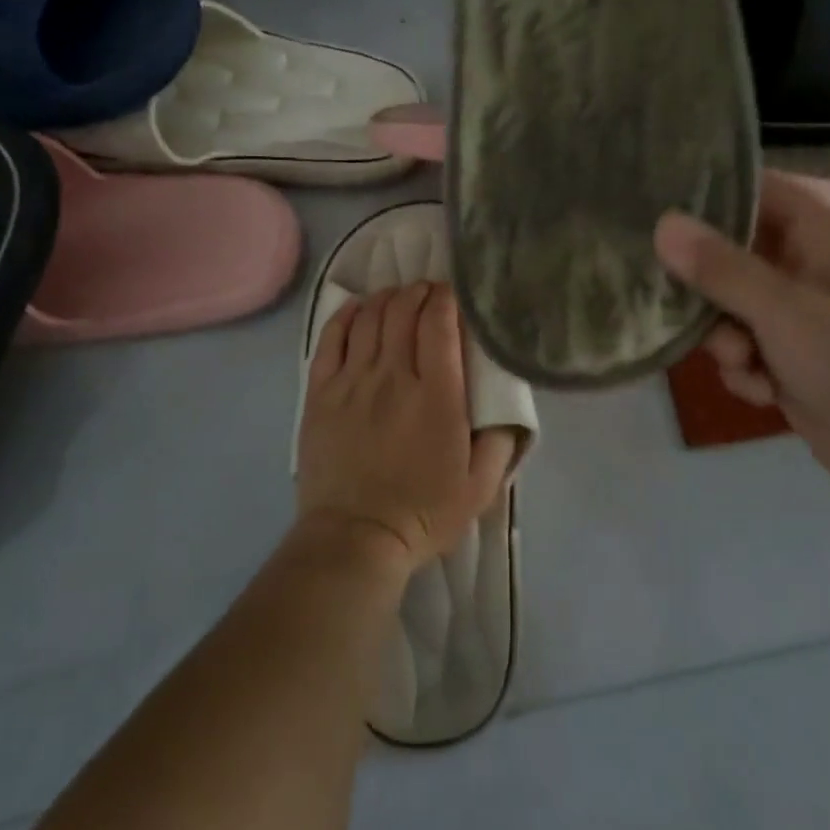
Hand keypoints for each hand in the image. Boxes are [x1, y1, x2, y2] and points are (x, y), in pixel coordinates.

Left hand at [297, 282, 517, 570]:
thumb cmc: (423, 513)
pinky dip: (347, 315)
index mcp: (437, 396)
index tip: (453, 294)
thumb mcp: (481, 487)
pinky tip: (358, 309)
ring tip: (397, 298)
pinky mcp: (321, 393)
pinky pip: (331, 339)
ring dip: (387, 299)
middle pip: (403, 312)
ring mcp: (352, 382)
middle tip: (428, 293)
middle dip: (418, 292)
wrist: (355, 536)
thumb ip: (501, 441)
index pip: (439, 325)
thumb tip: (508, 407)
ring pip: (369, 318)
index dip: (446, 299)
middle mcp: (393, 377)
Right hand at [654, 170, 829, 508]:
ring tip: (743, 362)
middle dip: (708, 286)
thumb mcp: (785, 311)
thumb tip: (662, 223)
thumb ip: (721, 268)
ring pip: (729, 306)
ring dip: (724, 338)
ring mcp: (797, 316)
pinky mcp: (787, 357)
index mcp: (823, 239)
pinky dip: (744, 369)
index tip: (659, 202)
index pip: (761, 191)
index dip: (714, 192)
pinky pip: (741, 347)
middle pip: (732, 253)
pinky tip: (763, 391)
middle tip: (682, 302)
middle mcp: (807, 269)